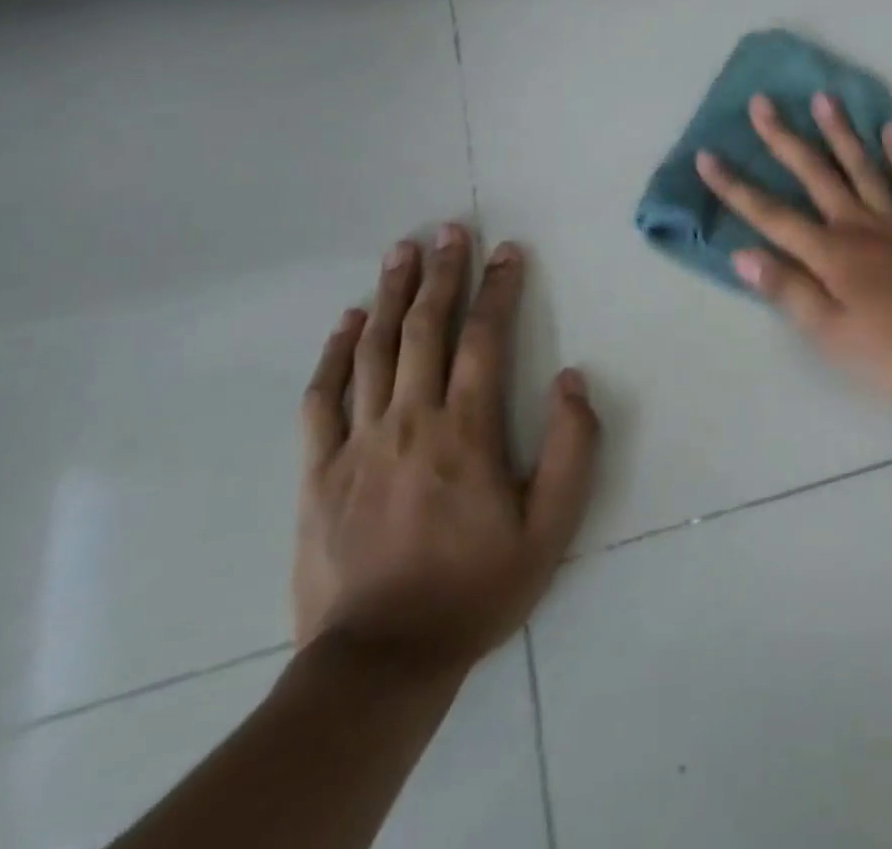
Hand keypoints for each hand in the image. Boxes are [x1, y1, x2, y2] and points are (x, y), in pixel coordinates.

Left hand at [293, 225, 599, 674]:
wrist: (380, 662)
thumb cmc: (476, 588)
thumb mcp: (551, 528)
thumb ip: (572, 449)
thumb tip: (572, 381)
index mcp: (466, 431)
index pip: (485, 339)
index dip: (498, 289)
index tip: (507, 250)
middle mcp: (410, 420)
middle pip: (426, 330)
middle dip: (442, 274)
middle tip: (449, 230)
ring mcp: (358, 442)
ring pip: (375, 350)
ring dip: (392, 295)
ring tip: (402, 252)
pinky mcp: (319, 470)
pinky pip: (324, 397)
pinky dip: (336, 352)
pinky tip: (348, 320)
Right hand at [695, 92, 891, 405]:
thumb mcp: (831, 334)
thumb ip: (788, 290)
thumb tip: (742, 253)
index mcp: (832, 254)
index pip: (772, 216)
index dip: (736, 188)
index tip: (707, 156)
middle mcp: (860, 227)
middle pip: (816, 176)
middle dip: (785, 139)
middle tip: (763, 103)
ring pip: (864, 169)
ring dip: (841, 133)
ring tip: (824, 98)